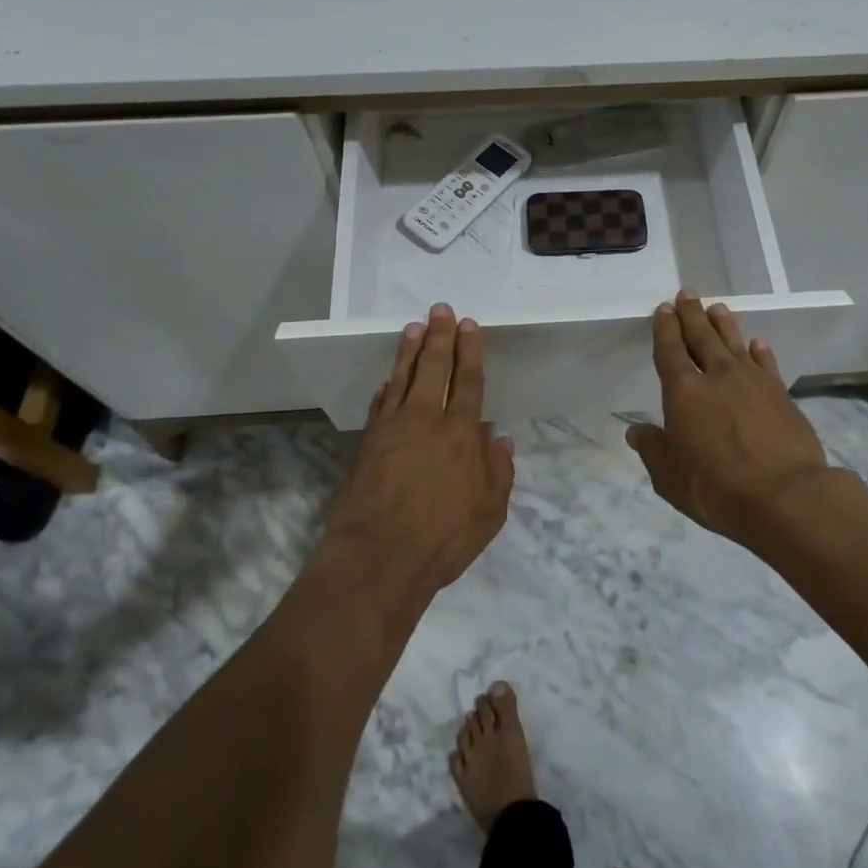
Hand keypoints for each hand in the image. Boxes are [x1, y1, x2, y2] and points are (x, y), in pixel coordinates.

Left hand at [321, 303, 514, 596]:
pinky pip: (380, 403)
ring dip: (410, 349)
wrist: (378, 557)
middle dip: (439, 336)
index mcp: (461, 432)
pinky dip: (386, 386)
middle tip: (440, 309)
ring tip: (414, 327)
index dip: (469, 350)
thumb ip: (499, 471)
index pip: (467, 380)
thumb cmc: (443, 537)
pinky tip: (388, 378)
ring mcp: (392, 427)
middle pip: (433, 367)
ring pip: (402, 377)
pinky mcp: (367, 441)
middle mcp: (426, 419)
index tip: (468, 324)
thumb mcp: (490, 511)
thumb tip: (499, 439)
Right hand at [625, 292, 829, 547]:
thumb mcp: (670, 477)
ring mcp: (752, 382)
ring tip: (717, 308)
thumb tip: (635, 431)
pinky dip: (760, 351)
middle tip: (687, 294)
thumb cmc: (717, 488)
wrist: (786, 496)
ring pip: (734, 342)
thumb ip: (653, 449)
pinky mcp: (780, 394)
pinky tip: (757, 343)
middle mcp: (717, 376)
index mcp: (683, 392)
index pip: (670, 350)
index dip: (665, 328)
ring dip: (724, 324)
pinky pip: (766, 364)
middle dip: (692, 314)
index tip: (663, 309)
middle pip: (702, 336)